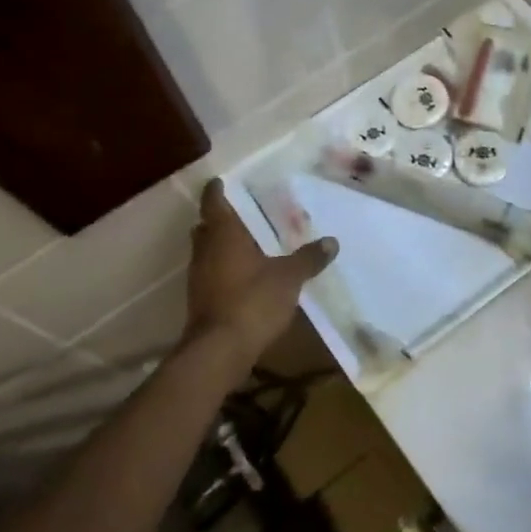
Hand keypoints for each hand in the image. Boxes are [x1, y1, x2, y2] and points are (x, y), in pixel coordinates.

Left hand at [183, 179, 337, 361]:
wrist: (219, 350)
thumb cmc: (252, 301)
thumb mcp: (288, 278)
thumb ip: (308, 258)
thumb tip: (332, 241)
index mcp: (223, 233)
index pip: (214, 200)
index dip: (218, 189)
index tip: (225, 181)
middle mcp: (205, 249)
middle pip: (207, 225)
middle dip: (223, 218)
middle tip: (248, 214)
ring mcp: (199, 275)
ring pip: (208, 250)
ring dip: (223, 245)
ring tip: (252, 243)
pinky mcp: (201, 298)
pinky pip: (212, 272)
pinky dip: (225, 268)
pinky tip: (247, 275)